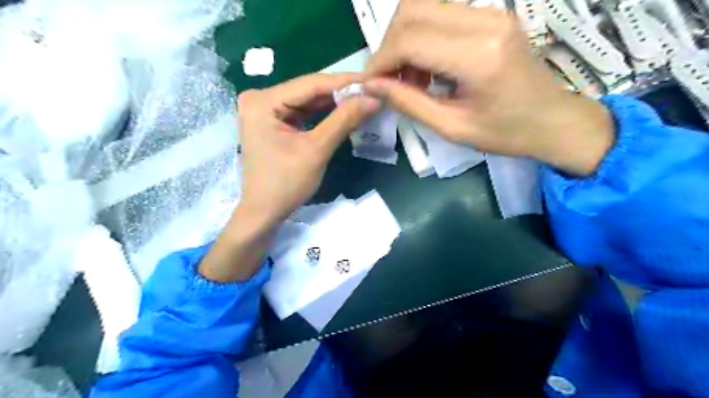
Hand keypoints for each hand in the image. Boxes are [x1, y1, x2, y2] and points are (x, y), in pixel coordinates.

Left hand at [197, 73, 379, 281]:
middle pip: (309, 90)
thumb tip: (374, 98)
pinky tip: (345, 110)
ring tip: (364, 99)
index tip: (373, 80)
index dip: (344, 82)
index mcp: (263, 101)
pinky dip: (325, 113)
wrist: (265, 212)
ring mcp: (266, 110)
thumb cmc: (286, 184)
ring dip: (335, 102)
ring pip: (308, 101)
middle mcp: (261, 98)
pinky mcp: (275, 121)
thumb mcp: (316, 150)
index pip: (310, 84)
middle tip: (372, 90)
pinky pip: (304, 112)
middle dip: (341, 92)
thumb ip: (344, 120)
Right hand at [363, 0, 611, 175]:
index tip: (369, 85)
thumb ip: (408, 103)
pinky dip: (422, 39)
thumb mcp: (452, 127)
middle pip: (411, 11)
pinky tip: (428, 69)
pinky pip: (440, 15)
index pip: (409, 40)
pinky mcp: (490, 15)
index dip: (380, 61)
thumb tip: (371, 86)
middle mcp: (484, 22)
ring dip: (405, 42)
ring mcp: (490, 13)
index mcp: (478, 56)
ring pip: (423, 8)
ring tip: (410, 79)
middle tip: (389, 81)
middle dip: (389, 47)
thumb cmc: (505, 133)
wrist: (553, 121)